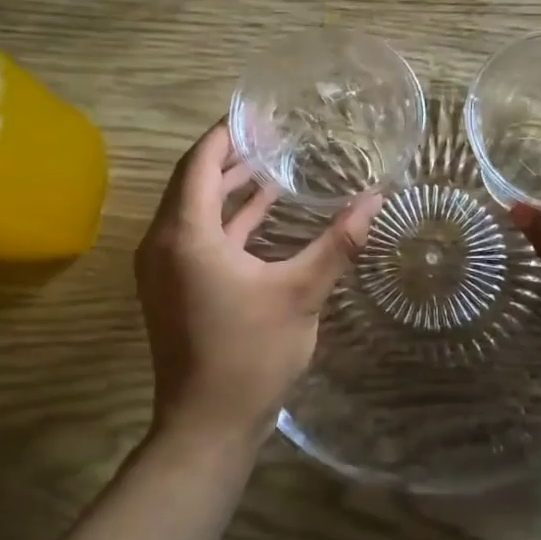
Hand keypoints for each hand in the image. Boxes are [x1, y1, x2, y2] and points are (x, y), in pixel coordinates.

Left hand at [136, 121, 383, 448]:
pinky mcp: (173, 287)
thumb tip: (376, 200)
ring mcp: (164, 268)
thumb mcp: (300, 294)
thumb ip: (337, 244)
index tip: (257, 114)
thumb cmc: (250, 355)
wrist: (207, 425)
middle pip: (191, 181)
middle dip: (229, 156)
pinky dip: (226, 220)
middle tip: (270, 133)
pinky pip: (196, 236)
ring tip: (271, 164)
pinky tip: (263, 213)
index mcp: (185, 236)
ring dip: (227, 188)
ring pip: (193, 210)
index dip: (226, 134)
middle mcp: (164, 243)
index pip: (198, 163)